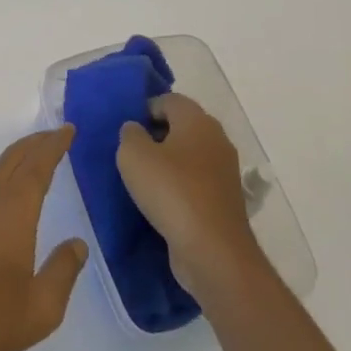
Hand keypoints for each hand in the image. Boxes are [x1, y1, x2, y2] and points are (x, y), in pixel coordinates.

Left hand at [0, 127, 89, 350]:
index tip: (69, 130)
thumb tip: (77, 243)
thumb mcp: (41, 307)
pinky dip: (3, 173)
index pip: (37, 167)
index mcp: (13, 212)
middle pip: (14, 159)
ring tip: (36, 154)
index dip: (53, 146)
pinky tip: (7, 189)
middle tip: (57, 134)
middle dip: (36, 143)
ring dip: (18, 155)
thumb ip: (63, 271)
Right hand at [117, 94, 260, 298]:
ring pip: (189, 156)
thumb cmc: (171, 191)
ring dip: (167, 163)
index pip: (169, 100)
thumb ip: (129, 134)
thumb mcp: (133, 155)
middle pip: (181, 126)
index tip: (125, 129)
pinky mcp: (224, 200)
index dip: (144, 109)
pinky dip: (178, 186)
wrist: (212, 250)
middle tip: (130, 152)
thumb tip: (135, 130)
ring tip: (141, 179)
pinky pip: (196, 182)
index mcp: (198, 121)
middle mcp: (217, 140)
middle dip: (155, 135)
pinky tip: (160, 201)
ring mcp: (224, 172)